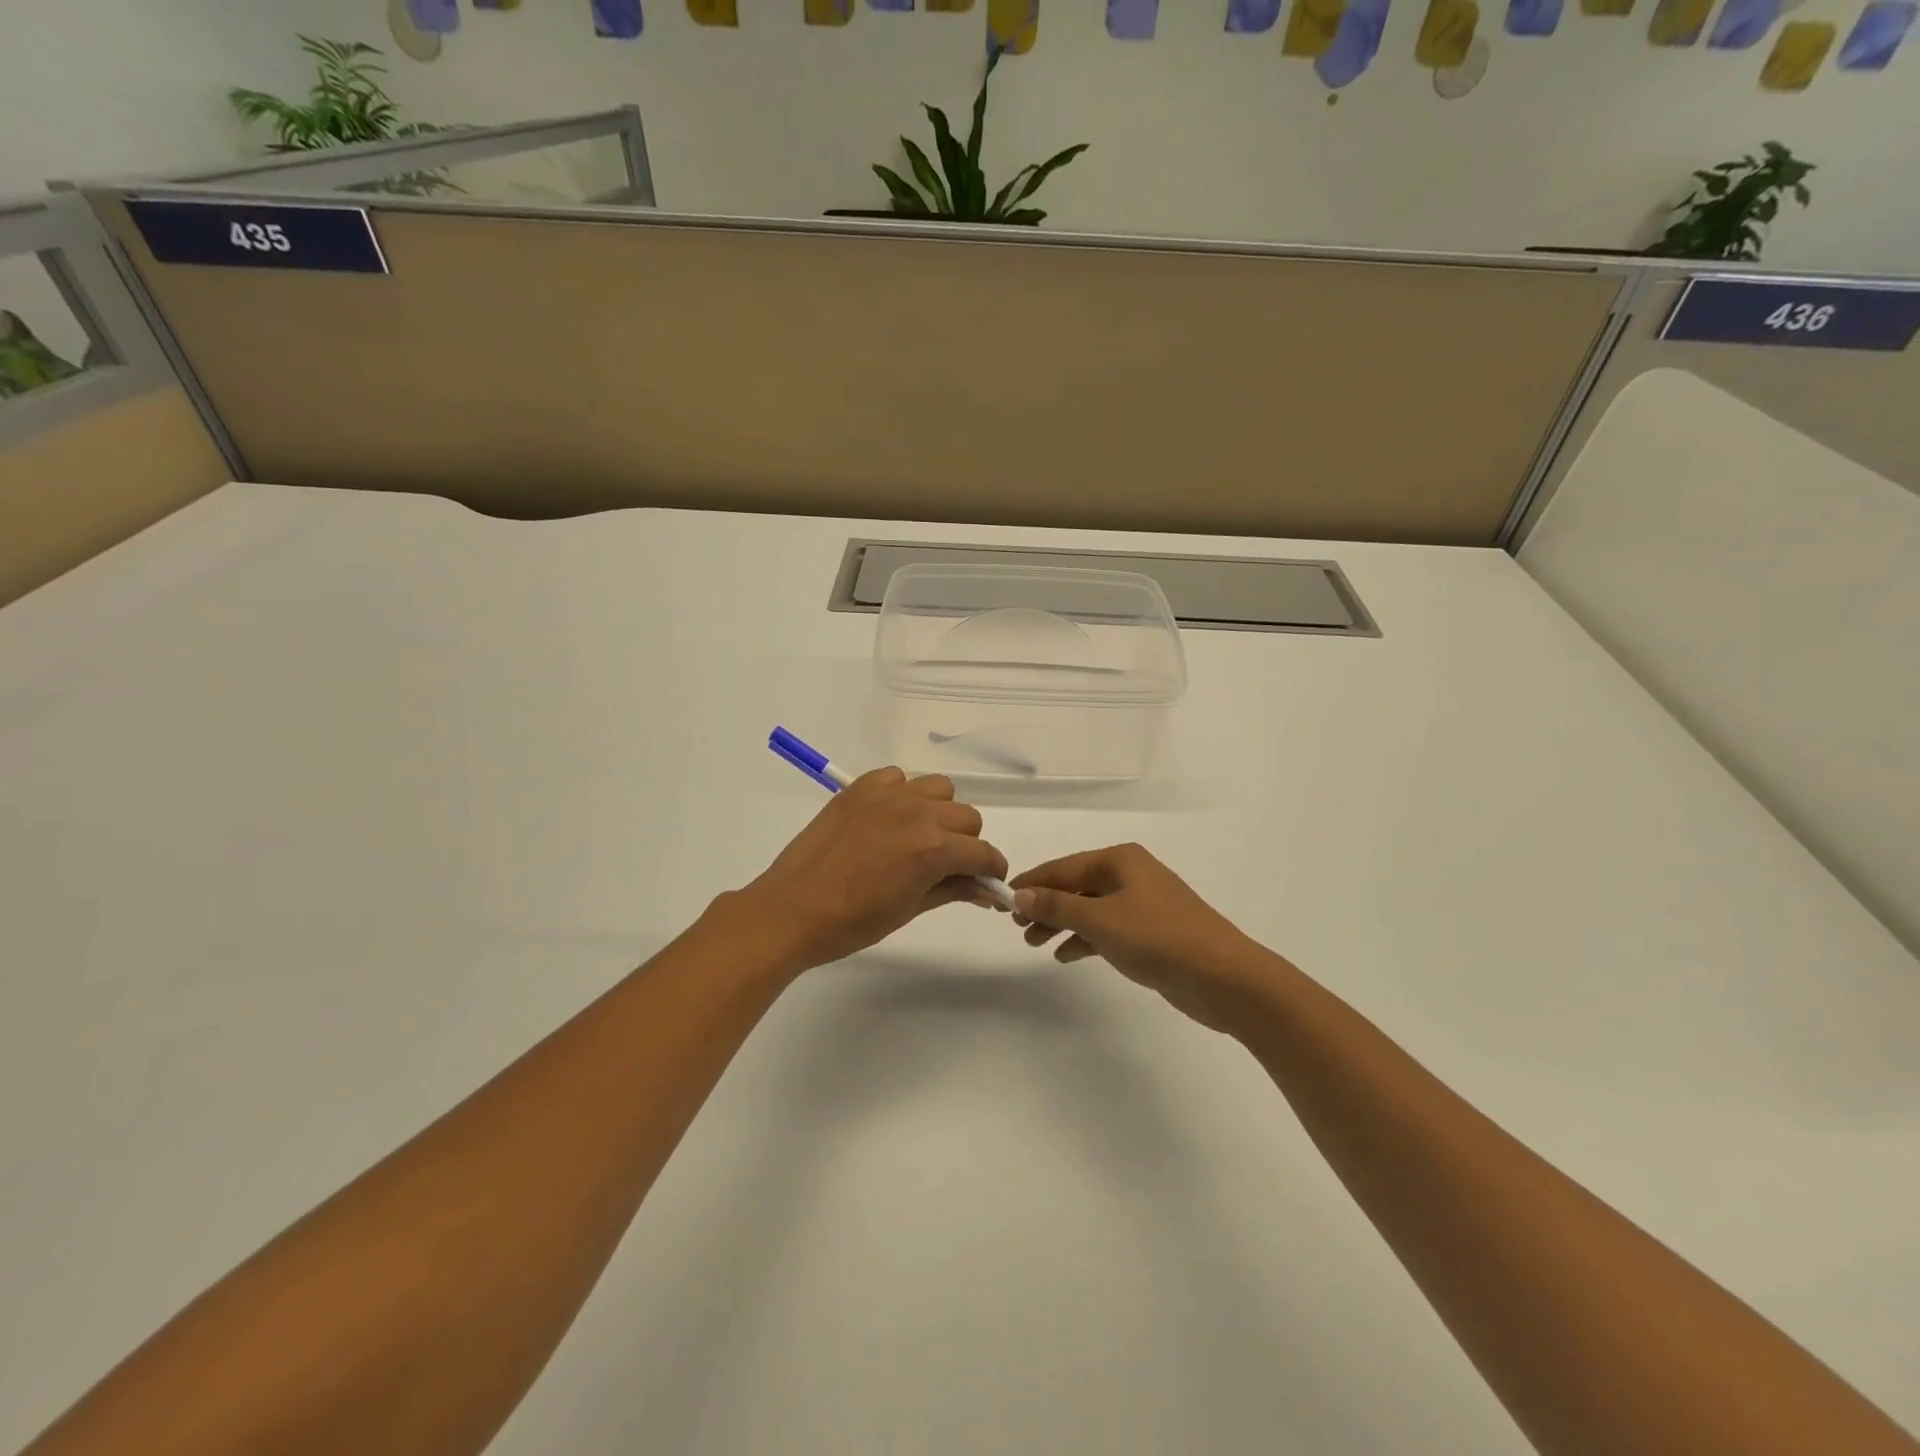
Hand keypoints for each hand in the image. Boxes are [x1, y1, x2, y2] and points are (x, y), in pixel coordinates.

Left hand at [725, 768, 1007, 974]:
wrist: (791, 910)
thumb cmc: (852, 922)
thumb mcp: (909, 909)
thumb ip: (952, 890)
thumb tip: (985, 890)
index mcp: (933, 849)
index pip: (983, 852)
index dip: (991, 870)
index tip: (986, 883)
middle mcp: (917, 813)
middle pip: (967, 817)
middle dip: (966, 843)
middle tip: (947, 866)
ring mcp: (887, 796)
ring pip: (939, 789)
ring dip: (940, 812)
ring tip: (920, 836)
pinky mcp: (860, 788)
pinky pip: (898, 777)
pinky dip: (903, 793)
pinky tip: (889, 818)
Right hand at [1011, 843, 1276, 1032]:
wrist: (1223, 977)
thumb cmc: (1158, 937)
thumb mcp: (1100, 919)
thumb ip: (1057, 905)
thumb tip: (1020, 893)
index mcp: (1120, 860)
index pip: (1064, 866)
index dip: (1032, 882)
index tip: (1003, 900)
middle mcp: (1131, 875)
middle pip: (1076, 885)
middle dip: (1046, 904)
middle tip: (1017, 927)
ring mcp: (1143, 904)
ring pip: (1090, 909)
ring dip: (1061, 923)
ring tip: (1034, 943)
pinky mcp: (1151, 933)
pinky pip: (1107, 929)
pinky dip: (1085, 939)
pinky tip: (1065, 956)